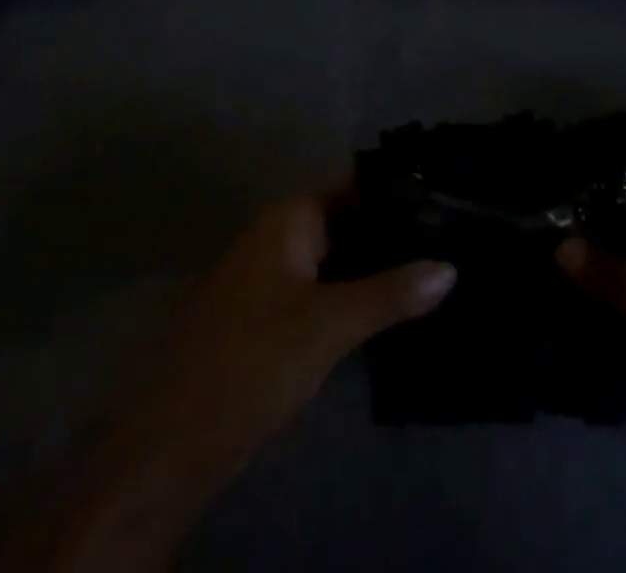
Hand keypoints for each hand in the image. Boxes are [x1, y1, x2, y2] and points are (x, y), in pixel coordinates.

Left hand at [25, 192, 454, 571]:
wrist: (173, 444)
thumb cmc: (251, 361)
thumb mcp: (329, 325)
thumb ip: (391, 293)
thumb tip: (450, 266)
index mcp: (289, 218)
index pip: (354, 182)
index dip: (398, 187)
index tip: (447, 193)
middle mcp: (280, 234)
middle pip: (348, 216)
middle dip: (393, 227)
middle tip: (452, 233)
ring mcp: (274, 274)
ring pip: (338, 253)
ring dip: (377, 260)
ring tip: (436, 263)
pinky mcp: (273, 313)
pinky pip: (325, 284)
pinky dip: (356, 287)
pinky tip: (393, 302)